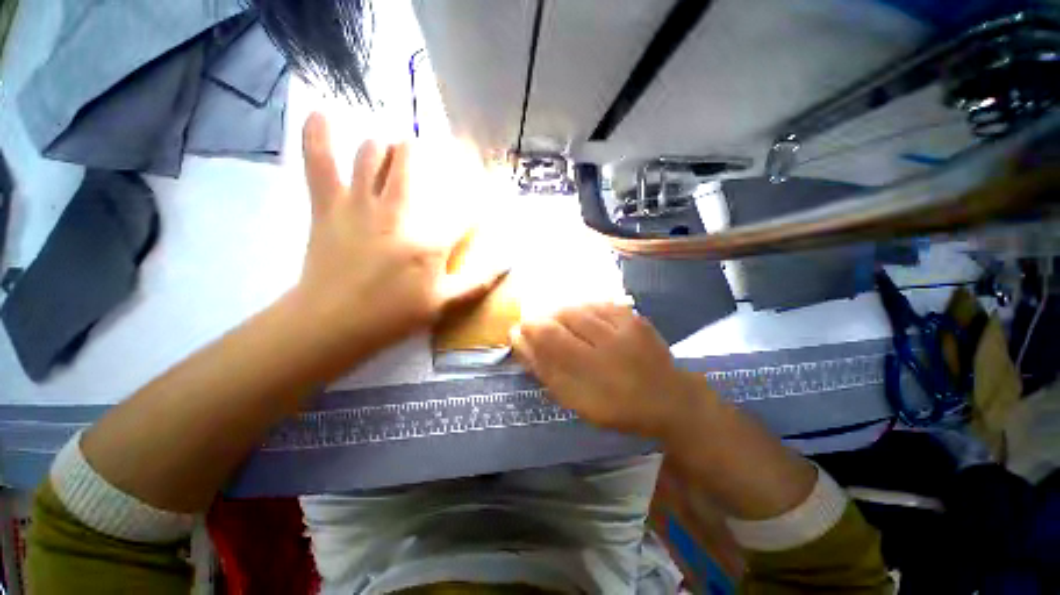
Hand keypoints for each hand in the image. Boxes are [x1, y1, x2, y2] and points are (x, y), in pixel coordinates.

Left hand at [294, 113, 504, 351]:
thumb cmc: (394, 315)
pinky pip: (318, 161)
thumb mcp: (445, 303)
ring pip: (372, 154)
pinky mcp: (326, 206)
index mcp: (428, 241)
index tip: (487, 183)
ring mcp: (358, 205)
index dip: (479, 194)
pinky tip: (322, 114)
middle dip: (424, 153)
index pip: (464, 209)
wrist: (333, 324)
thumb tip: (509, 260)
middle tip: (428, 158)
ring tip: (392, 153)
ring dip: (386, 148)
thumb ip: (479, 280)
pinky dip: (318, 135)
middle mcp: (397, 213)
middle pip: (412, 161)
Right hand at [511, 304, 706, 437]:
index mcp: (589, 371)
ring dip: (564, 313)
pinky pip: (600, 303)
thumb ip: (545, 370)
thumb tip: (519, 340)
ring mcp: (624, 327)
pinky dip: (585, 308)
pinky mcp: (635, 317)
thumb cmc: (616, 407)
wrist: (668, 399)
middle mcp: (607, 343)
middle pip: (563, 316)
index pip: (548, 336)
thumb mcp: (574, 399)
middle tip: (542, 329)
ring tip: (563, 326)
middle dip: (545, 319)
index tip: (520, 330)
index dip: (529, 328)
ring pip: (580, 307)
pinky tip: (584, 318)